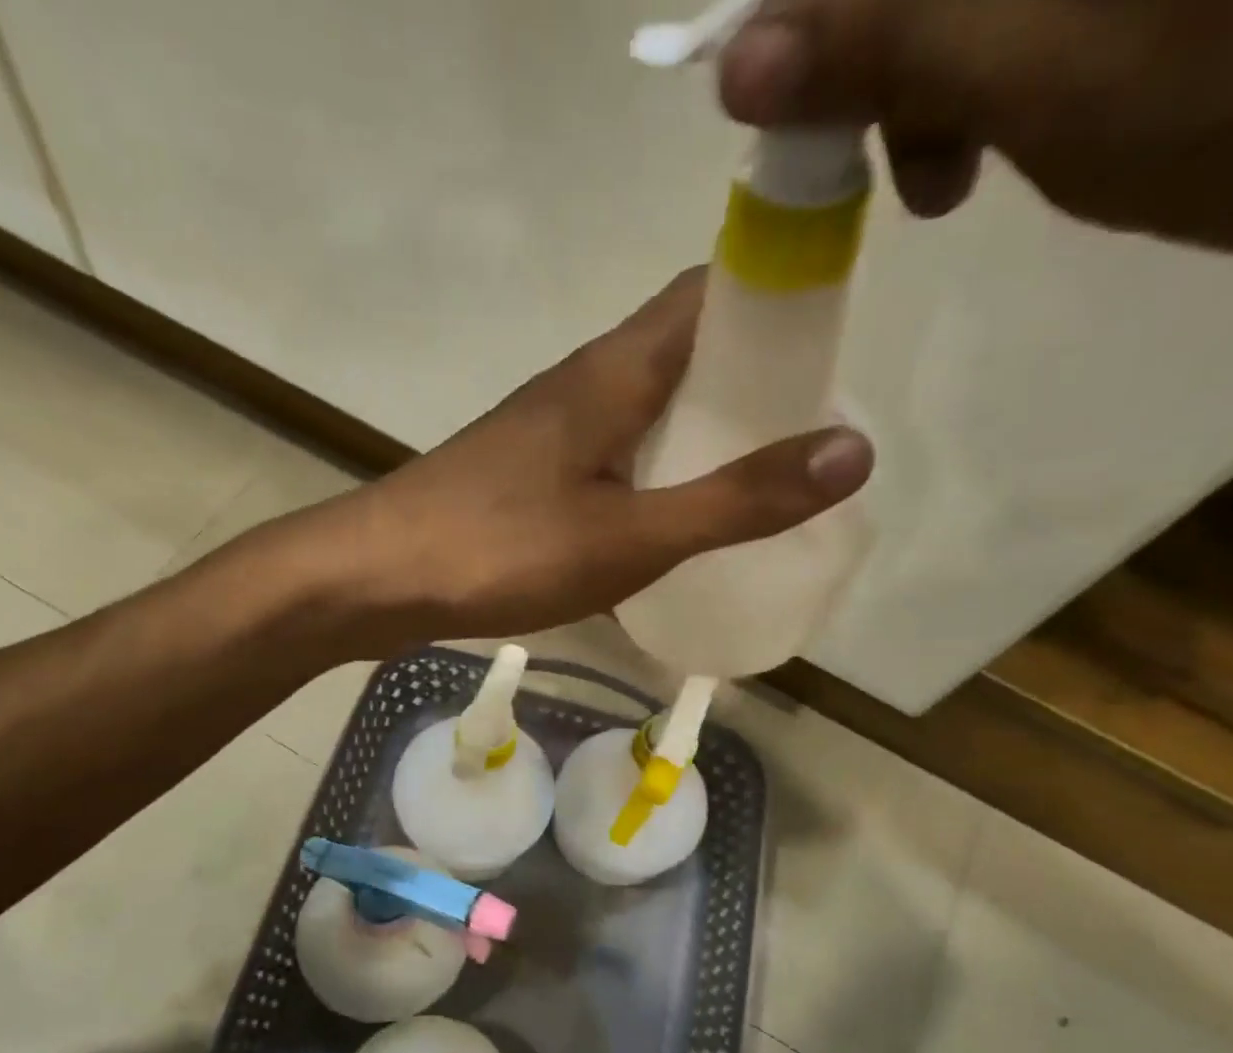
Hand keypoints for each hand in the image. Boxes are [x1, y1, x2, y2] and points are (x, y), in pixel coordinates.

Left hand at [246, 269, 872, 655]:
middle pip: (687, 354)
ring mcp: (551, 430)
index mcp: (616, 370)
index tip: (832, 359)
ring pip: (647, 410)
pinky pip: (612, 456)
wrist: (379, 578)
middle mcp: (585, 383)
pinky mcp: (529, 474)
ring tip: (756, 486)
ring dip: (701, 437)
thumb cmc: (503, 549)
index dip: (779, 307)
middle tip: (806, 444)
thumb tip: (853, 451)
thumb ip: (735, 499)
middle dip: (750, 387)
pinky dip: (653, 477)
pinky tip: (670, 524)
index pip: (715, 293)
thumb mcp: (631, 535)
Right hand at [719, 0, 1232, 254]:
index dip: (806, 16)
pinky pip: (1008, 12)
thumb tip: (736, 61)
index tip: (787, 108)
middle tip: (895, 166)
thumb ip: (891, 49)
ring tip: (948, 174)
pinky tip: (1005, 121)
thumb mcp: (1062, 80)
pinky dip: (980, 59)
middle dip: (875, 51)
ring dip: (926, 68)